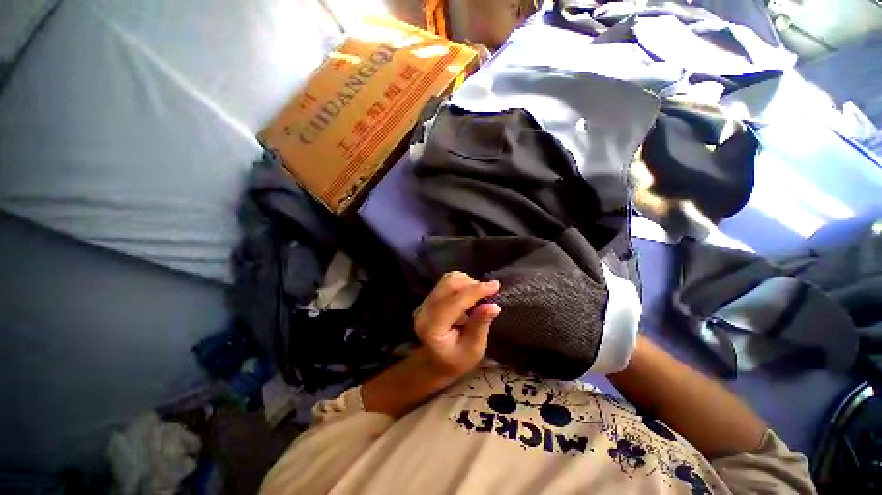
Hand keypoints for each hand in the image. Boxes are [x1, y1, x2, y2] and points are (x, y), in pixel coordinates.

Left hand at [413, 271, 501, 380]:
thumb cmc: (457, 360)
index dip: (475, 291)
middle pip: (449, 284)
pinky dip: (462, 284)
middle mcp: (424, 310)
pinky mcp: (429, 297)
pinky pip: (447, 282)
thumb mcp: (474, 350)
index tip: (496, 286)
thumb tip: (493, 305)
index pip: (454, 301)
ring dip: (467, 283)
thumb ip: (480, 326)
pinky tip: (469, 297)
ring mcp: (425, 302)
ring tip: (478, 298)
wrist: (436, 361)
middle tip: (488, 294)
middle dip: (472, 285)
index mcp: (432, 327)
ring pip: (448, 279)